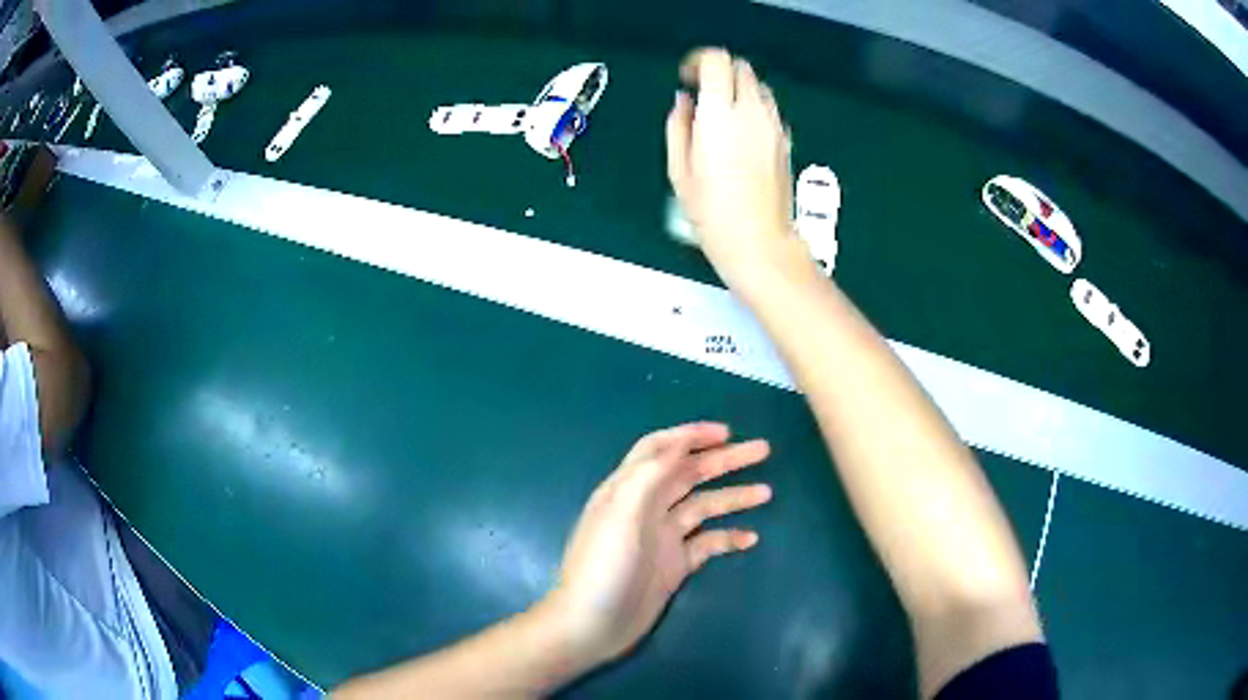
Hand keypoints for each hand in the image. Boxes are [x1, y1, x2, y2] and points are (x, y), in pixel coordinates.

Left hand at [548, 422, 770, 662]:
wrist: (593, 625)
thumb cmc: (604, 568)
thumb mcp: (621, 516)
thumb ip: (648, 476)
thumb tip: (678, 443)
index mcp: (627, 490)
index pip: (658, 450)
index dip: (689, 435)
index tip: (726, 432)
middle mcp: (646, 508)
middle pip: (689, 474)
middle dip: (724, 460)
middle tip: (763, 450)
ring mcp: (662, 538)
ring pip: (703, 507)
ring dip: (733, 497)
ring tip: (766, 492)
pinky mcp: (674, 565)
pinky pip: (707, 544)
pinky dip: (728, 538)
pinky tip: (750, 538)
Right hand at [665, 49, 794, 276]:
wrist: (760, 242)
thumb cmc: (714, 213)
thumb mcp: (678, 170)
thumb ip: (678, 126)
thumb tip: (684, 103)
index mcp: (721, 115)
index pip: (716, 61)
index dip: (698, 61)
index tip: (687, 77)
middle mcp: (752, 113)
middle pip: (740, 68)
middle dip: (719, 72)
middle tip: (702, 94)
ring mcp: (774, 126)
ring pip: (759, 86)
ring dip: (738, 89)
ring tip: (721, 114)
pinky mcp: (786, 141)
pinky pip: (769, 109)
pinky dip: (754, 108)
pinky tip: (741, 133)